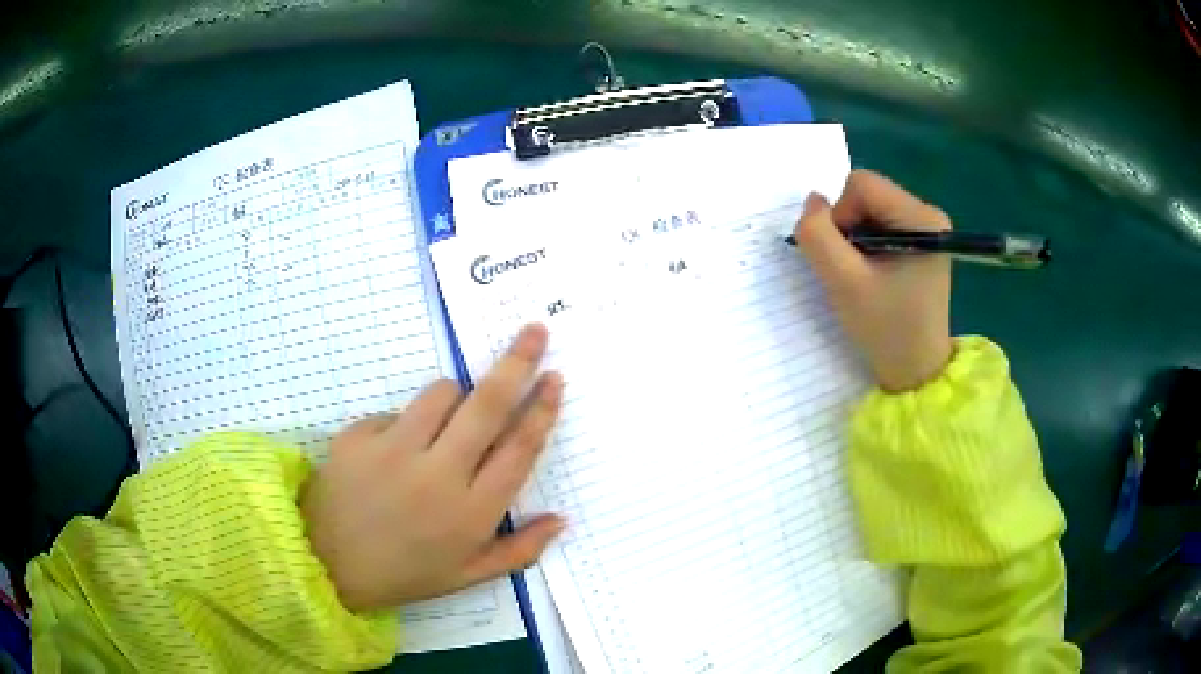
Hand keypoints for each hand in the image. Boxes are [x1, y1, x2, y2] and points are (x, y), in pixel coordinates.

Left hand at [302, 324, 564, 611]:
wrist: (326, 564)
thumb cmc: (403, 573)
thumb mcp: (467, 576)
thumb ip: (519, 551)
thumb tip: (561, 519)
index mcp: (470, 514)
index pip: (518, 450)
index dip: (541, 410)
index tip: (555, 379)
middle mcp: (437, 476)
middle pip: (487, 406)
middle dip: (518, 363)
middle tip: (535, 332)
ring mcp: (392, 452)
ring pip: (440, 393)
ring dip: (455, 397)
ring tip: (446, 424)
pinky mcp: (356, 436)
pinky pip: (396, 411)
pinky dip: (406, 424)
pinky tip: (394, 455)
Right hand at [794, 170, 953, 391]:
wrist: (915, 370)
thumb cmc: (884, 328)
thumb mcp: (843, 283)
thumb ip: (818, 235)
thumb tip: (813, 200)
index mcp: (921, 218)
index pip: (862, 184)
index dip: (840, 214)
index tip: (846, 257)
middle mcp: (928, 214)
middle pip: (867, 193)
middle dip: (848, 226)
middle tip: (853, 269)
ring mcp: (927, 227)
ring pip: (870, 208)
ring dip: (855, 237)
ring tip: (864, 275)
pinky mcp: (921, 240)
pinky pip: (880, 222)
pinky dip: (866, 244)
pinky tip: (874, 273)